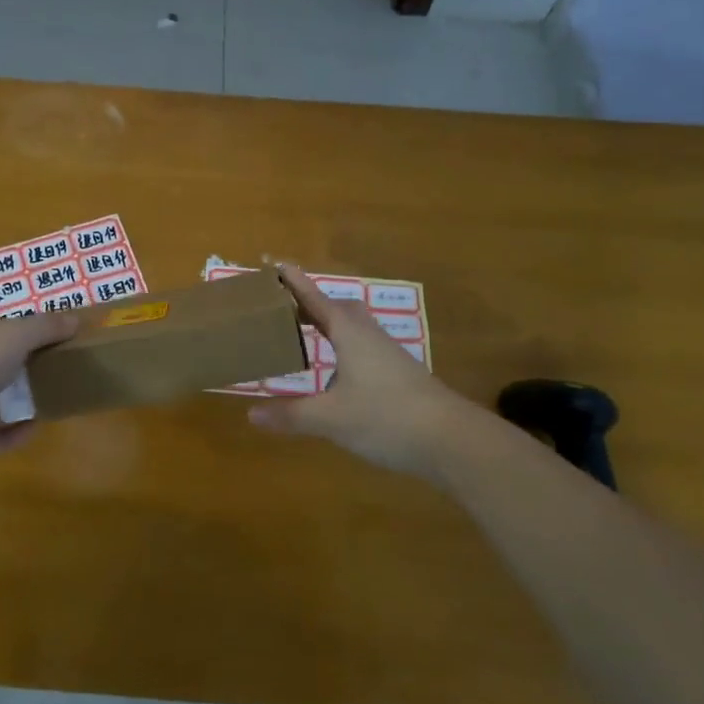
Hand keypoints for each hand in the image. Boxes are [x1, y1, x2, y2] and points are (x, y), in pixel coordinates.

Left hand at [0, 310, 79, 464]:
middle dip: (23, 376)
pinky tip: (27, 434)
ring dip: (17, 409)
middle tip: (52, 383)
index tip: (52, 349)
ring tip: (44, 412)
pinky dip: (5, 435)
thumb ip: (46, 327)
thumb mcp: (16, 335)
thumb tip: (75, 319)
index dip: (24, 336)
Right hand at [248, 263, 492, 479]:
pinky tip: (339, 372)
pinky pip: (364, 347)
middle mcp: (369, 336)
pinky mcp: (401, 373)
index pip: (315, 300)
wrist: (452, 440)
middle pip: (338, 308)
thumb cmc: (386, 417)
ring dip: (330, 324)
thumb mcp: (331, 419)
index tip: (275, 263)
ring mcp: (388, 354)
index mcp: (349, 334)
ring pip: (355, 327)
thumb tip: (251, 414)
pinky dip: (344, 348)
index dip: (294, 283)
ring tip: (308, 334)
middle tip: (286, 307)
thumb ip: (291, 415)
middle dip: (312, 303)